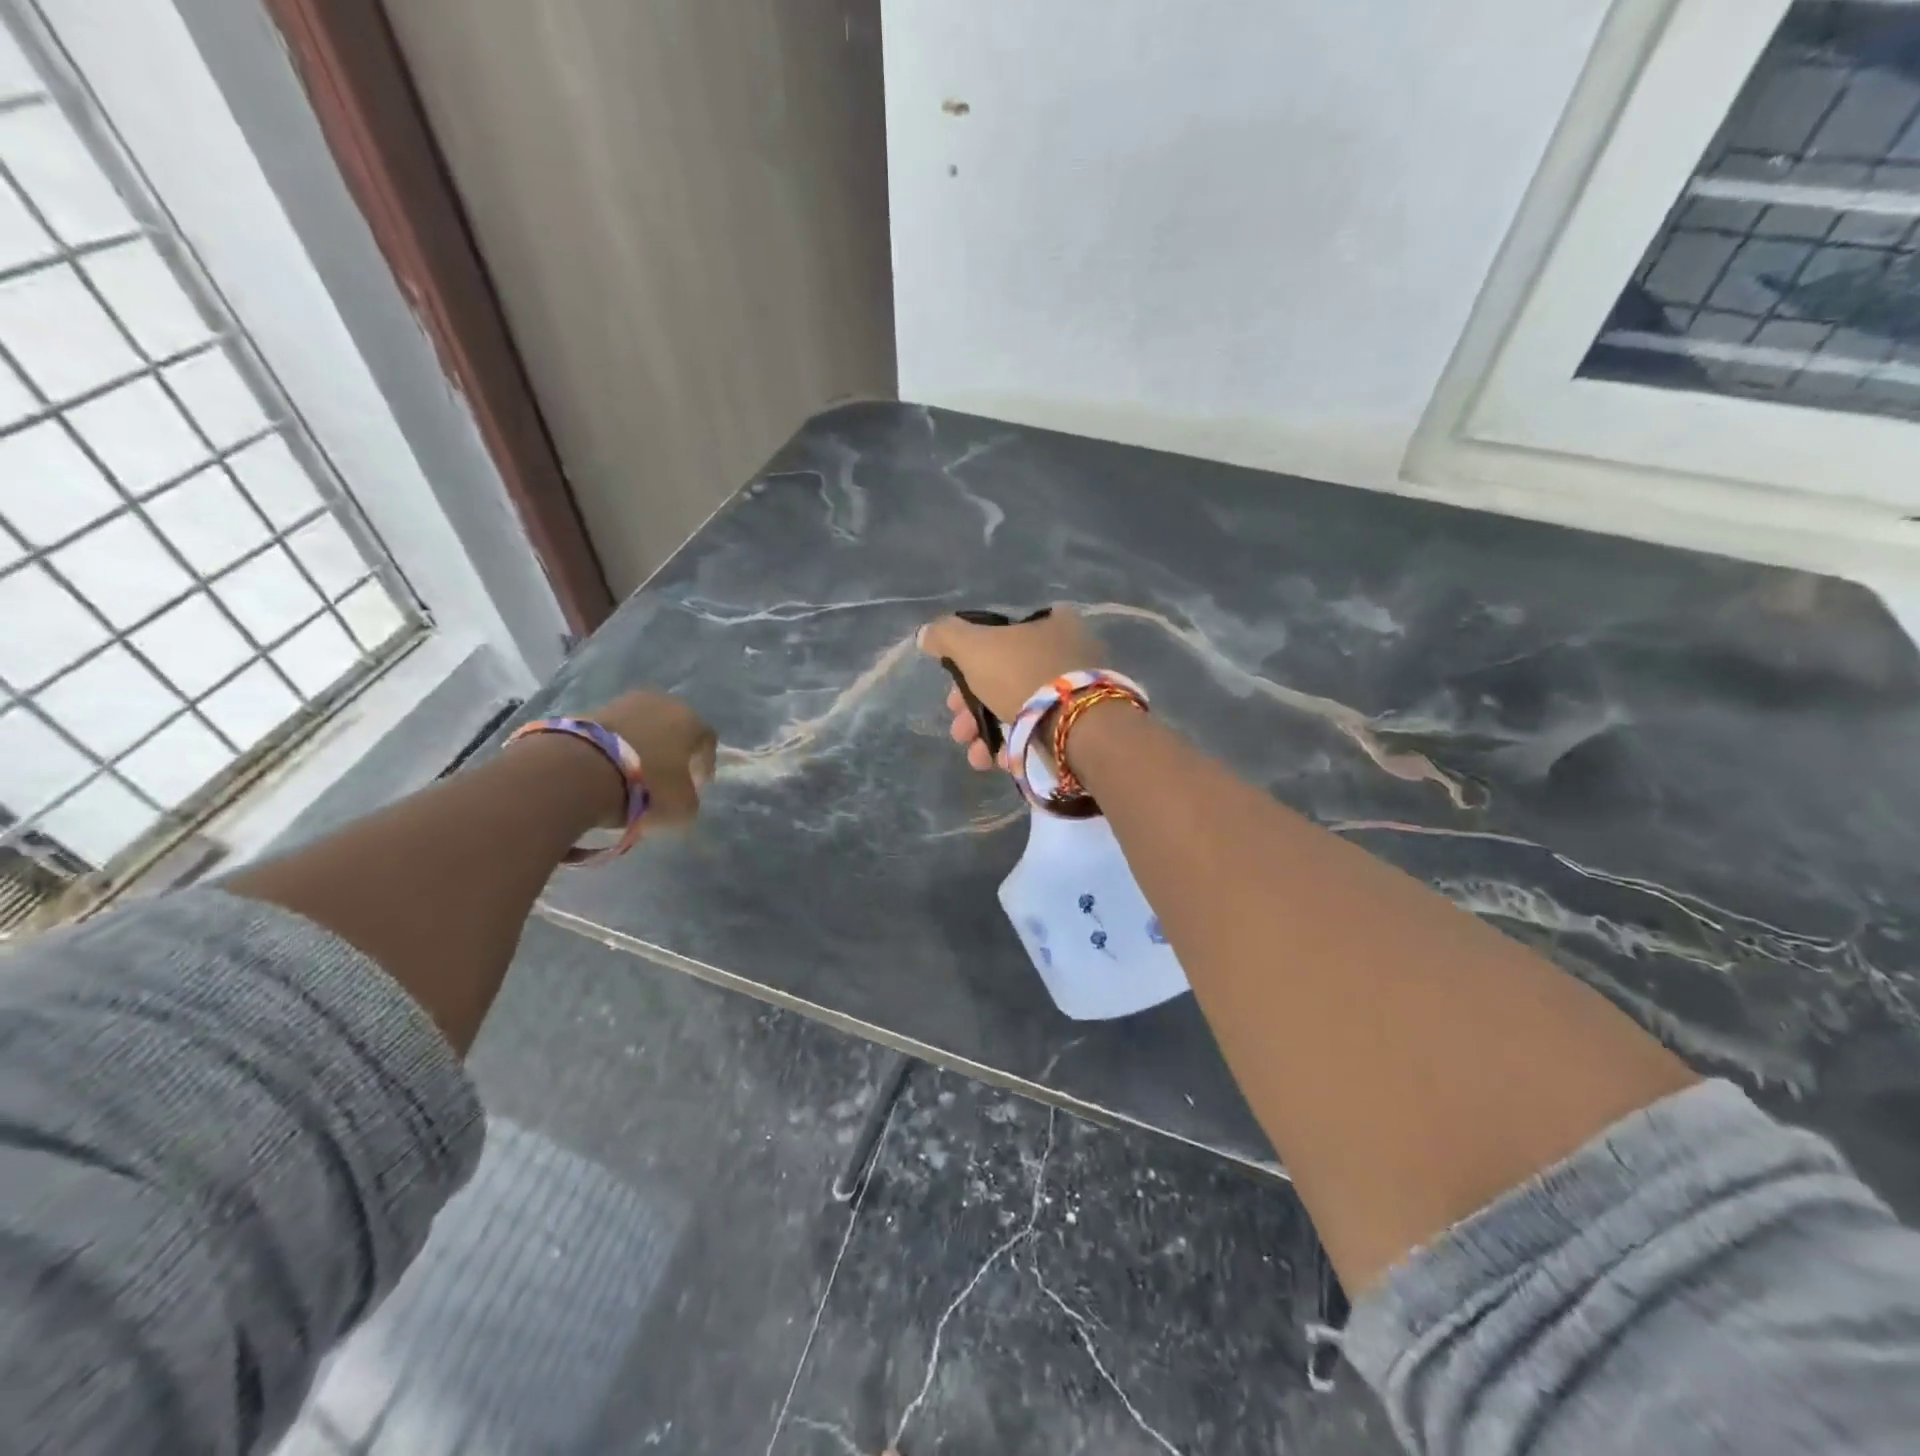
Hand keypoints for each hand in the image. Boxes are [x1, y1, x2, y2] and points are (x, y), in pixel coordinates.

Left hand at [581, 690, 717, 829]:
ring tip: (634, 774)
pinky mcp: (593, 709)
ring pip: (644, 727)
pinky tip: (611, 768)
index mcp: (691, 721)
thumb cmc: (647, 786)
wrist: (581, 771)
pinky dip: (618, 747)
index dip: (704, 766)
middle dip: (673, 752)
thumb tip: (684, 796)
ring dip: (643, 747)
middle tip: (666, 778)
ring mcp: (626, 702)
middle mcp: (663, 702)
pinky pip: (616, 731)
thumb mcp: (683, 807)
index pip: (707, 742)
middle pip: (675, 729)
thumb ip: (691, 799)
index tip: (695, 787)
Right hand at [918, 607, 1102, 770]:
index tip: (952, 693)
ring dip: (988, 734)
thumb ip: (946, 636)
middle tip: (959, 731)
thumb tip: (926, 634)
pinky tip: (1002, 761)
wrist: (1078, 728)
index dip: (968, 664)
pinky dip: (1017, 746)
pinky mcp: (1083, 725)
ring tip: (976, 757)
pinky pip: (1040, 731)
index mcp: (1050, 622)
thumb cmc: (1023, 676)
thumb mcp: (974, 648)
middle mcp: (1068, 651)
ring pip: (1019, 709)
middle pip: (1005, 677)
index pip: (998, 638)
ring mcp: (1078, 690)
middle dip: (973, 709)